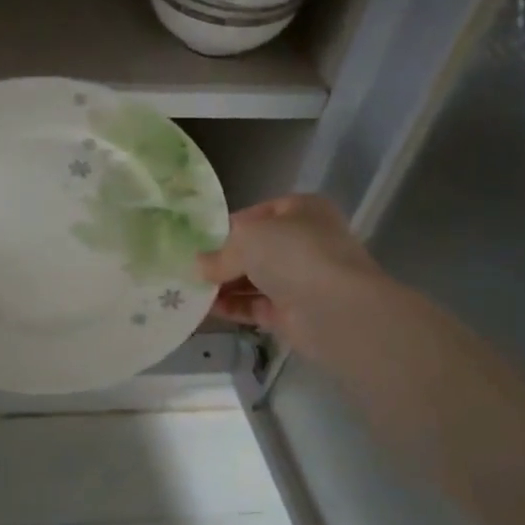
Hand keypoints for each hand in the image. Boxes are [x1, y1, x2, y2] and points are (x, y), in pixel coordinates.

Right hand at [198, 194, 383, 349]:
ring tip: (189, 289)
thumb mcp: (248, 240)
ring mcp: (301, 279)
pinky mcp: (294, 313)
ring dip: (224, 285)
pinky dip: (233, 308)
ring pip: (255, 280)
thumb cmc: (294, 254)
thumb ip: (220, 253)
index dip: (227, 227)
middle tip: (188, 268)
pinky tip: (205, 309)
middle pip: (255, 249)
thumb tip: (199, 266)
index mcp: (301, 211)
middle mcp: (305, 242)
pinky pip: (256, 307)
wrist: (335, 309)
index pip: (257, 214)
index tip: (197, 241)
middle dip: (223, 260)